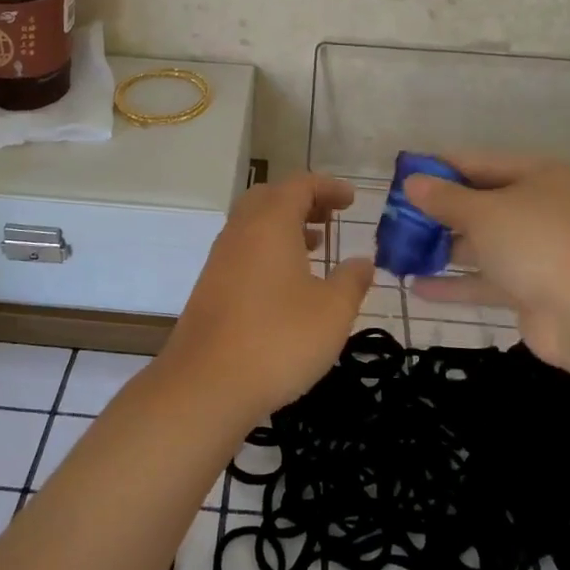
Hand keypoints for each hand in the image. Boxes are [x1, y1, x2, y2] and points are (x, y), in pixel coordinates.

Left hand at [164, 173, 374, 417]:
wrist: (206, 384)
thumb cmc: (279, 339)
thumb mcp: (332, 311)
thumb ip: (352, 280)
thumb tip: (363, 262)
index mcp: (270, 223)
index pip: (299, 185)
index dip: (328, 186)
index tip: (351, 199)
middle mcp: (240, 231)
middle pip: (270, 197)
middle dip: (302, 201)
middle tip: (329, 217)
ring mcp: (220, 258)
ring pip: (253, 224)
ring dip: (284, 226)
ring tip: (314, 246)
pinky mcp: (210, 286)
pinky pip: (243, 249)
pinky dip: (267, 249)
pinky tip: (286, 283)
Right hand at [404, 152, 569, 369]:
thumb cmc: (536, 243)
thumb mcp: (483, 213)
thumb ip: (444, 198)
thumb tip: (412, 182)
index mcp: (543, 177)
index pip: (482, 163)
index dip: (442, 167)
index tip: (405, 173)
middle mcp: (545, 209)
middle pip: (483, 204)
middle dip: (440, 212)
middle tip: (398, 216)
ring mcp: (541, 251)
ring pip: (484, 244)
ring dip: (444, 249)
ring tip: (401, 251)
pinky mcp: (533, 288)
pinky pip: (488, 280)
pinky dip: (456, 283)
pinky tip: (417, 288)